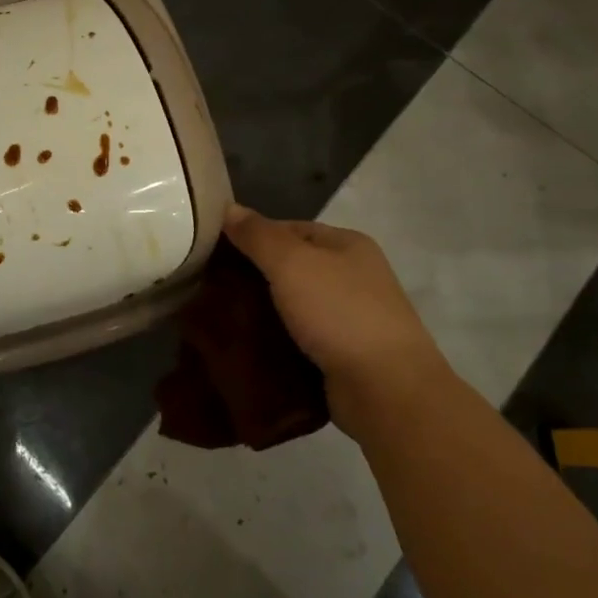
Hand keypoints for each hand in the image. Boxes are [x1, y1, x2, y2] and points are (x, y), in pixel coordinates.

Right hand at [223, 204, 448, 442]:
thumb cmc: (340, 313)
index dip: (253, 236)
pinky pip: (299, 339)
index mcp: (347, 245)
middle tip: (210, 288)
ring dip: (262, 312)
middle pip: (291, 267)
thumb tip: (228, 208)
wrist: (386, 390)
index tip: (214, 252)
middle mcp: (353, 276)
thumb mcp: (292, 263)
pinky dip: (276, 341)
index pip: (290, 228)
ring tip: (221, 319)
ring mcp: (350, 318)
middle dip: (254, 277)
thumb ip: (258, 235)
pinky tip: (247, 347)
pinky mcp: (343, 355)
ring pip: (293, 305)